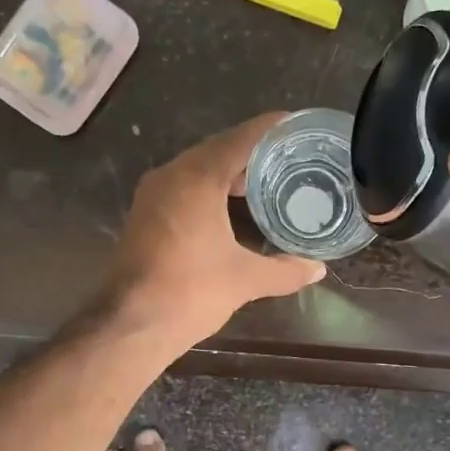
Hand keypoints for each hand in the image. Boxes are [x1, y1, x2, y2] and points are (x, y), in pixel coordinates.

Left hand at [106, 112, 325, 347]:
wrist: (131, 324)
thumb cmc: (190, 292)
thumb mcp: (246, 280)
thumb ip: (285, 271)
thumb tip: (318, 268)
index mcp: (197, 179)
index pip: (240, 140)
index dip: (270, 130)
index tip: (296, 126)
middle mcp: (171, 176)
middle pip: (218, 150)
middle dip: (253, 152)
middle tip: (290, 158)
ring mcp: (153, 194)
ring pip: (198, 168)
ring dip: (230, 172)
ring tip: (267, 182)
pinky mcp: (146, 214)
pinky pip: (185, 187)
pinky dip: (211, 189)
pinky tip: (232, 208)